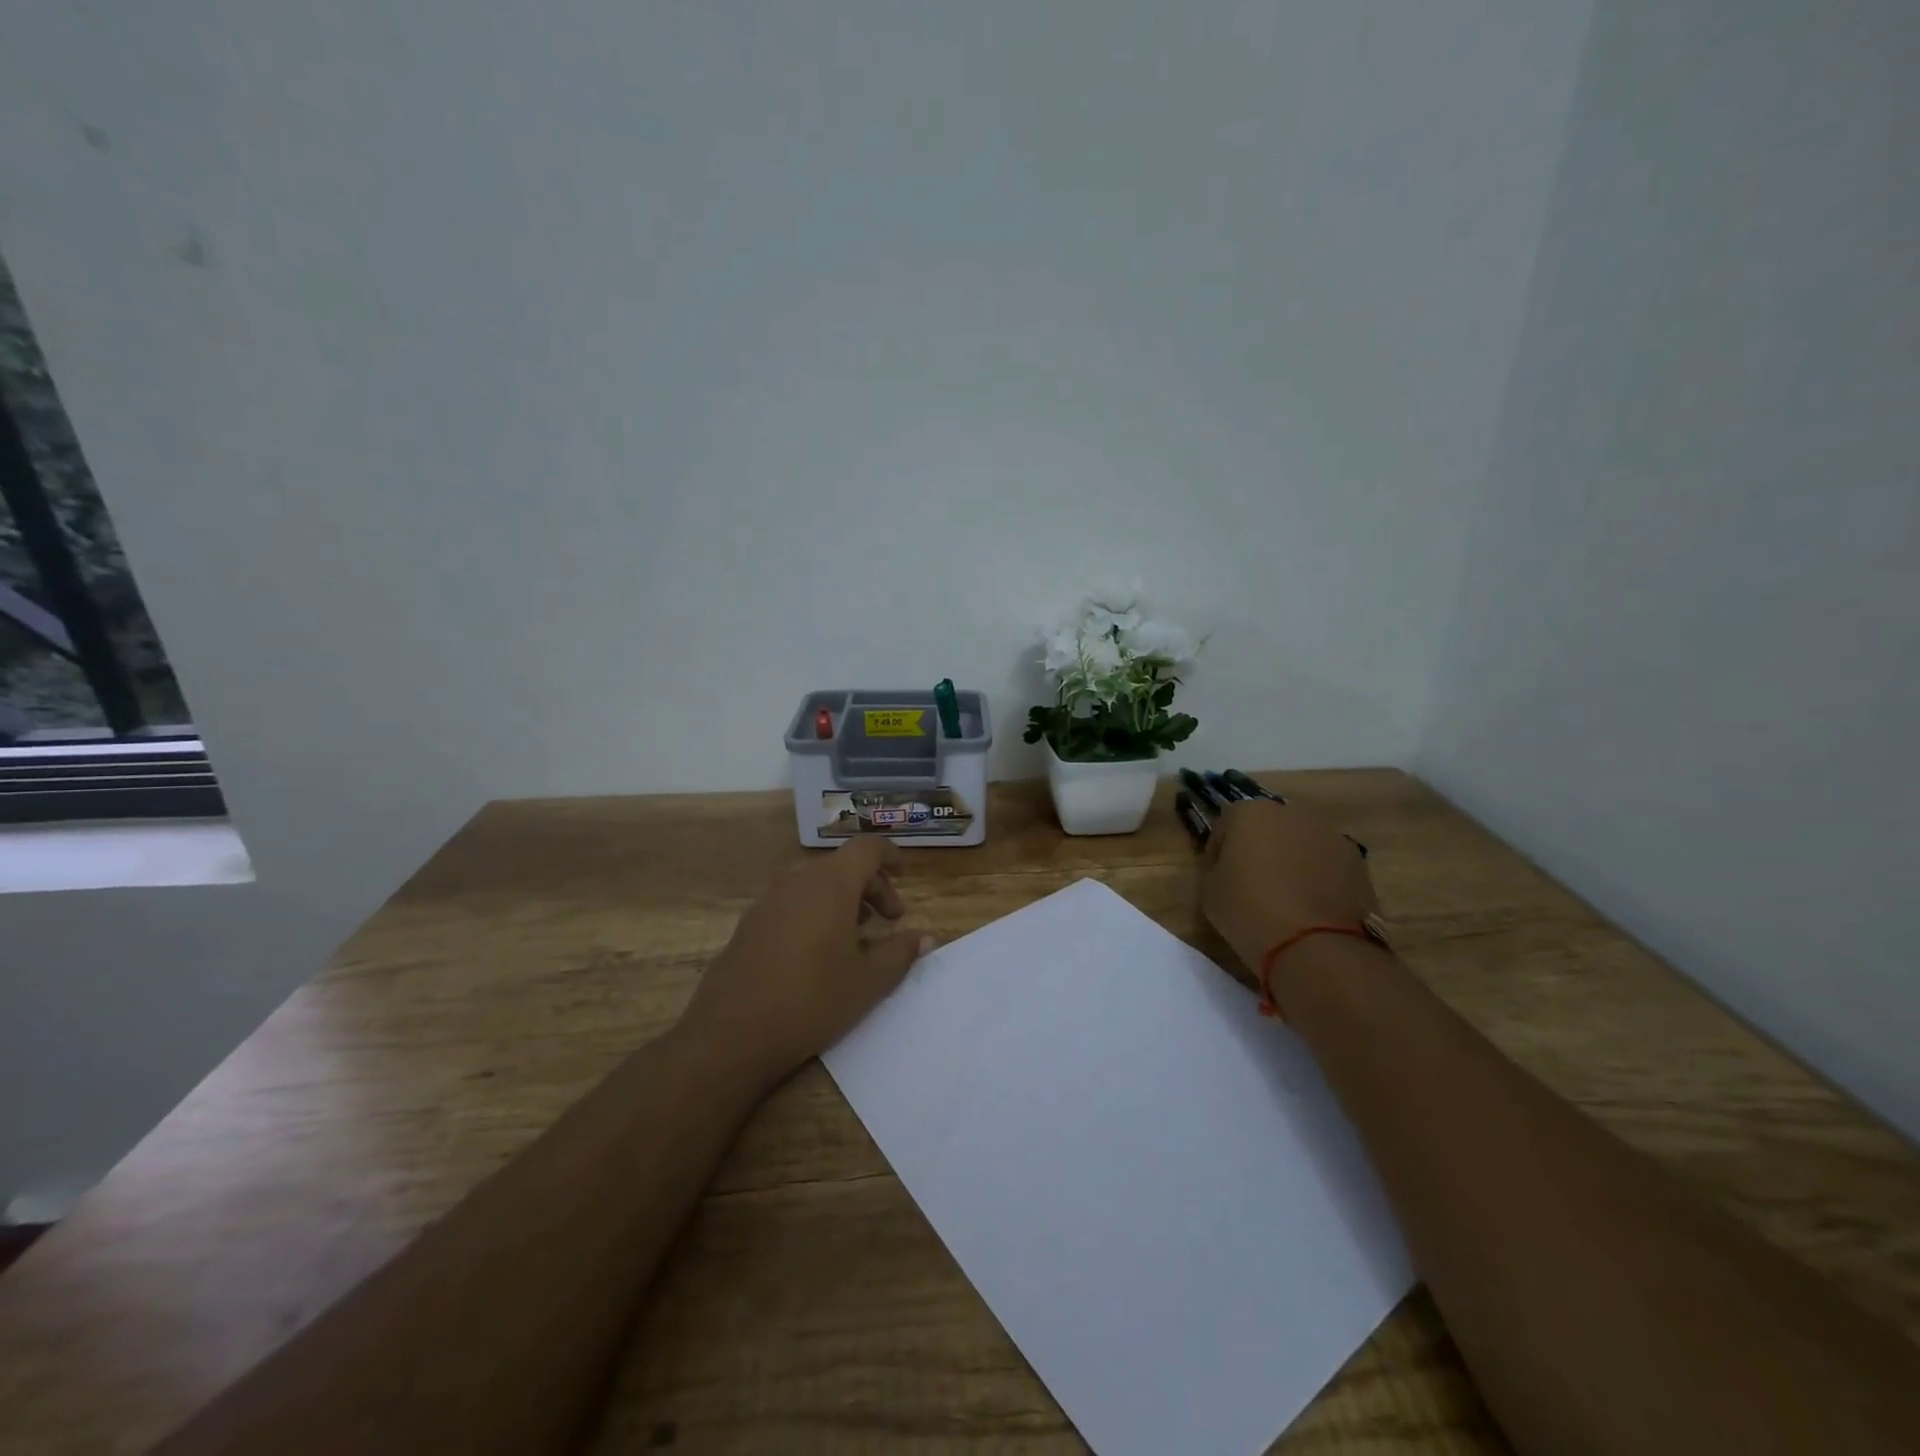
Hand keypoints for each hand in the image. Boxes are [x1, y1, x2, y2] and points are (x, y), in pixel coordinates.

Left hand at [678, 838, 931, 1085]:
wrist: (731, 1034)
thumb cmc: (811, 1001)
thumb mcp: (868, 982)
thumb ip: (900, 953)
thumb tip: (924, 937)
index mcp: (831, 884)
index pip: (867, 848)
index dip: (890, 856)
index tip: (905, 875)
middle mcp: (798, 881)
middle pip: (842, 866)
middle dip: (871, 886)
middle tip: (889, 920)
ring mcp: (768, 900)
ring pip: (815, 883)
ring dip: (843, 899)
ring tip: (857, 936)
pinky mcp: (749, 923)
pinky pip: (792, 901)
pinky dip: (815, 911)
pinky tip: (818, 951)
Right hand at [1199, 799, 1378, 976]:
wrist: (1315, 945)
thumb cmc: (1249, 910)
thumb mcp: (1208, 890)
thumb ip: (1215, 867)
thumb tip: (1228, 866)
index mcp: (1250, 812)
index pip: (1225, 826)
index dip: (1219, 852)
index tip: (1219, 877)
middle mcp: (1292, 812)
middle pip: (1267, 828)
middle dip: (1259, 849)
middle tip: (1252, 884)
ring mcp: (1330, 834)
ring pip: (1300, 843)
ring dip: (1291, 861)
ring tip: (1285, 898)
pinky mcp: (1357, 861)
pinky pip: (1326, 863)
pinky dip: (1318, 877)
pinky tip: (1310, 907)